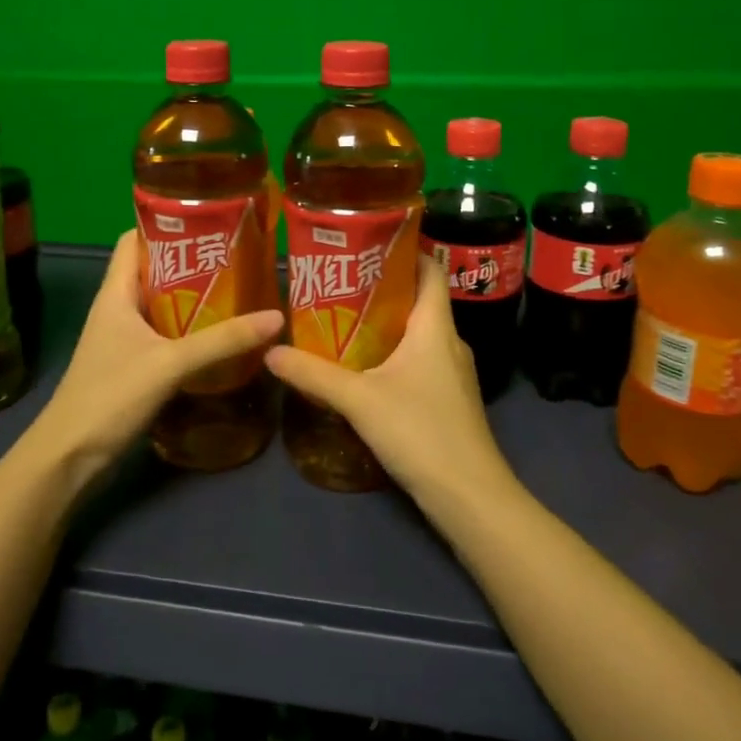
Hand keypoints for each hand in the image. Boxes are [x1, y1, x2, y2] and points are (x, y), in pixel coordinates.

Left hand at [26, 230, 283, 488]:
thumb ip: (222, 341)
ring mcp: (124, 338)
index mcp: (116, 293)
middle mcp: (118, 308)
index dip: (165, 224)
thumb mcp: (170, 363)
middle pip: (154, 270)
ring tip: (238, 288)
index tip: (208, 219)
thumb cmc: (110, 395)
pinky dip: (190, 329)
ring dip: (194, 297)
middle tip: (238, 255)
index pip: (134, 240)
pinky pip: (165, 334)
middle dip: (192, 261)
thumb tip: (275, 317)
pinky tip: (221, 335)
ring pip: (161, 304)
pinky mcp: (132, 364)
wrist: (70, 456)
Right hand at [264, 256, 517, 509]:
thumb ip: (313, 374)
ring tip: (342, 321)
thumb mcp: (359, 399)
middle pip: (419, 300)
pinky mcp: (449, 401)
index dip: (406, 250)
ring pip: (418, 335)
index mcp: (435, 327)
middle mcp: (450, 342)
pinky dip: (393, 355)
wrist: (470, 497)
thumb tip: (270, 351)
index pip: (430, 270)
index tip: (368, 243)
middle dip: (381, 289)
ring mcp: (453, 374)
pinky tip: (363, 369)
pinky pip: (420, 362)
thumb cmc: (420, 432)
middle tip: (338, 283)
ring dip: (385, 325)